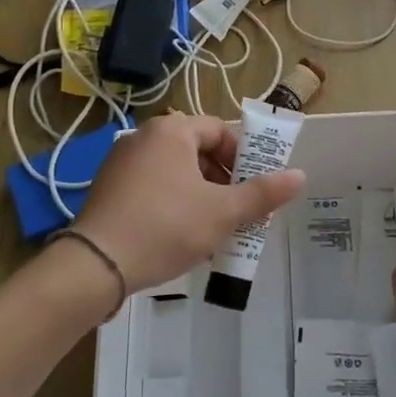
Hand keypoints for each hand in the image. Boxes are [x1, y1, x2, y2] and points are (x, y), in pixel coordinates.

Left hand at [73, 113, 304, 292]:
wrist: (96, 265)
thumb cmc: (166, 227)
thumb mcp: (222, 212)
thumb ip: (263, 193)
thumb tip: (299, 175)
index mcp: (172, 130)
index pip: (219, 130)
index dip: (242, 158)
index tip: (253, 188)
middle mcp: (143, 137)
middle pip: (196, 151)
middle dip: (222, 181)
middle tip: (237, 212)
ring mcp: (120, 163)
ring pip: (174, 173)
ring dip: (199, 196)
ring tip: (212, 229)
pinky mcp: (107, 189)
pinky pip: (151, 188)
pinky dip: (172, 204)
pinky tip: (180, 237)